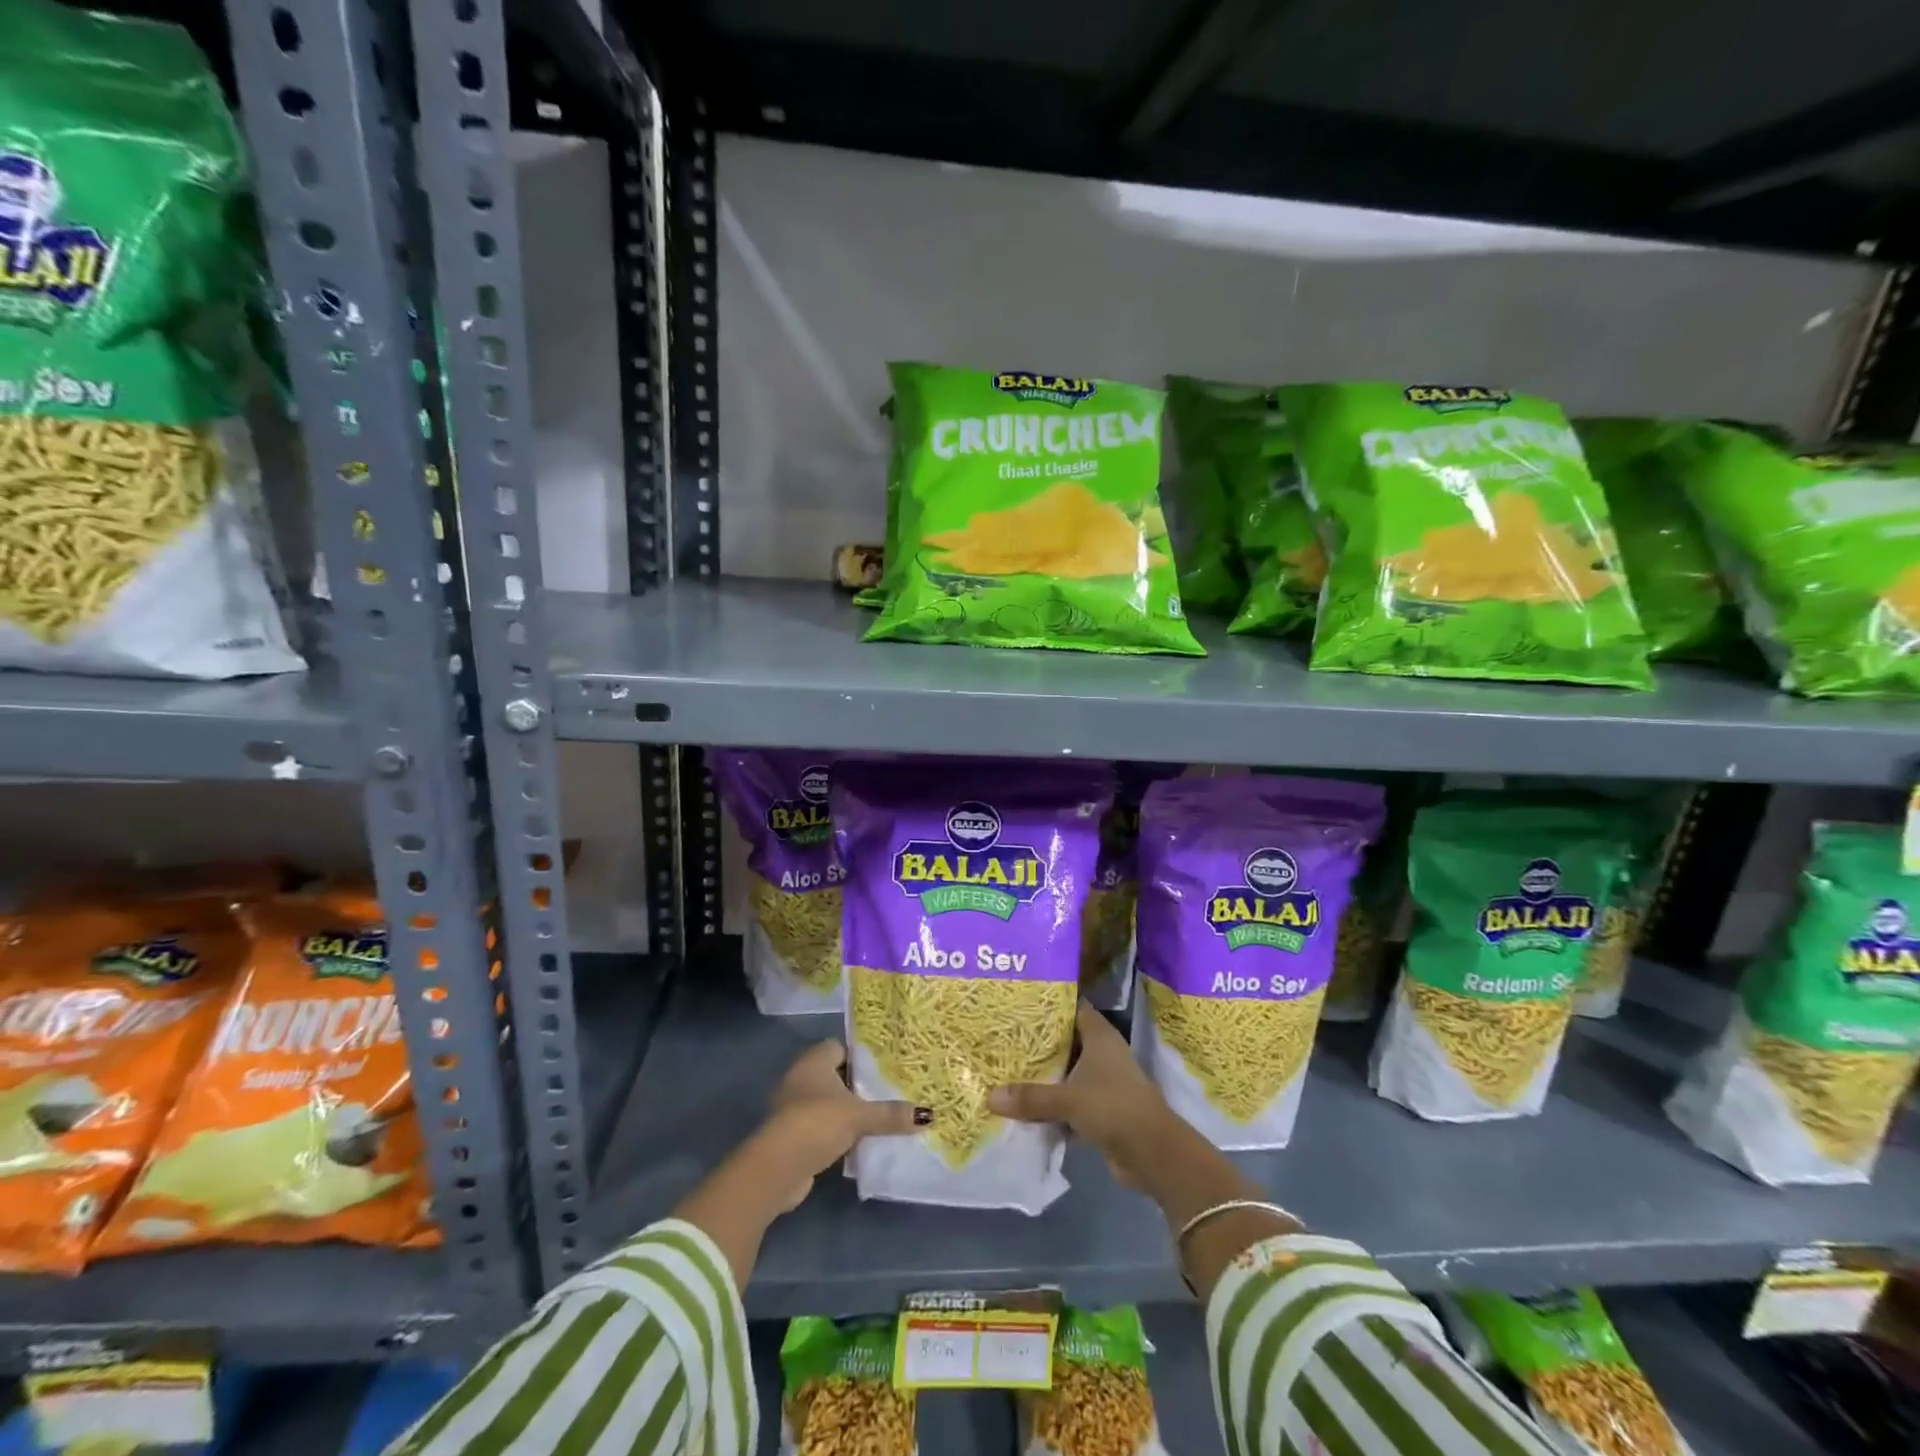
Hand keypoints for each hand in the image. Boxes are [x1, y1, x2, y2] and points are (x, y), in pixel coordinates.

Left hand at [759, 1040, 926, 1210]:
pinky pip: (820, 1125)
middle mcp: (800, 1077)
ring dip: (846, 1110)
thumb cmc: (818, 1123)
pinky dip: (835, 1131)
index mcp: (814, 1060)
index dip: (861, 1055)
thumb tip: (928, 1115)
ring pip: (827, 1101)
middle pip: (835, 1075)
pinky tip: (857, 1141)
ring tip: (877, 1116)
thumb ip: (890, 1114)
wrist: (778, 1167)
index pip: (840, 1047)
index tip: (884, 1066)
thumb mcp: (859, 1116)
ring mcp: (792, 1106)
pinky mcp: (791, 1134)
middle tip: (887, 1091)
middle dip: (857, 1084)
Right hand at [988, 1001, 1179, 1189]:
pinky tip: (1024, 1105)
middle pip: (1065, 1040)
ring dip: (1044, 1075)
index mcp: (1099, 1035)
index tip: (1018, 1003)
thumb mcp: (1068, 1099)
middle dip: (1038, 1041)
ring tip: (1006, 1068)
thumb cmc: (1113, 1107)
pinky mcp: (1101, 1108)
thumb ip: (1031, 1097)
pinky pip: (1069, 1099)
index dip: (1048, 1004)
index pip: (1072, 1007)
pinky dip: (1052, 1103)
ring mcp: (1103, 1081)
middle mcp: (1102, 1052)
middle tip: (1003, 1036)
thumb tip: (989, 1097)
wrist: (1153, 1153)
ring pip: (1066, 1071)